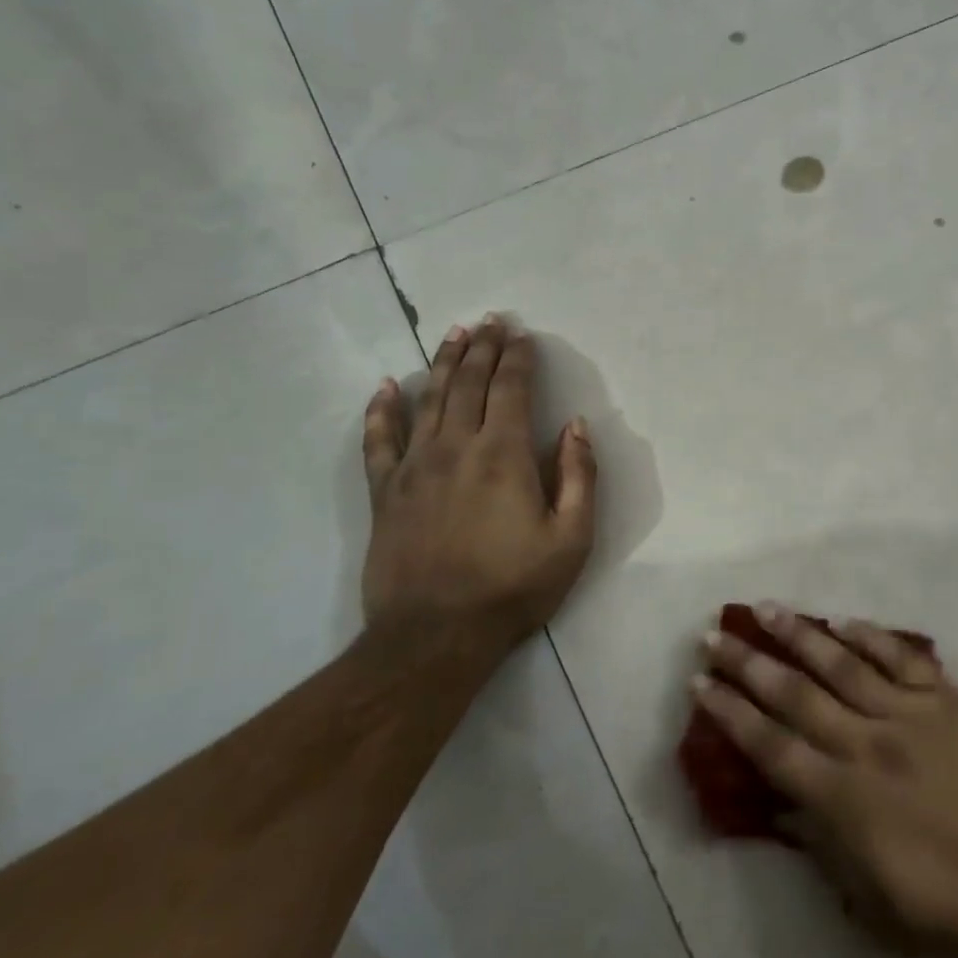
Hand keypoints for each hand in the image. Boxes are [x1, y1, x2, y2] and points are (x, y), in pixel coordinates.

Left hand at [361, 316, 596, 649]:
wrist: (435, 637)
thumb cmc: (513, 587)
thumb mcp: (571, 538)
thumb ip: (578, 476)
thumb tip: (575, 426)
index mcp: (503, 454)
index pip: (511, 389)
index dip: (518, 357)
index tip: (523, 334)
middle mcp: (455, 447)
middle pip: (468, 383)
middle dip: (482, 348)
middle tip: (490, 320)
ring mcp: (413, 467)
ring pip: (428, 400)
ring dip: (442, 363)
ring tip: (453, 334)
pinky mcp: (384, 492)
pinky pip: (379, 440)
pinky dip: (381, 410)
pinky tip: (384, 387)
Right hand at [694, 604, 957, 957]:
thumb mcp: (880, 906)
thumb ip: (826, 851)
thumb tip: (785, 807)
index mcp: (847, 799)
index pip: (773, 747)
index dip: (732, 715)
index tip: (702, 685)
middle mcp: (868, 743)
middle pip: (796, 694)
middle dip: (749, 664)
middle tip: (714, 636)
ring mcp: (909, 713)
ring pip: (841, 663)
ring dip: (799, 634)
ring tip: (764, 609)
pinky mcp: (946, 697)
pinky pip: (899, 657)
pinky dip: (868, 636)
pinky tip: (842, 620)